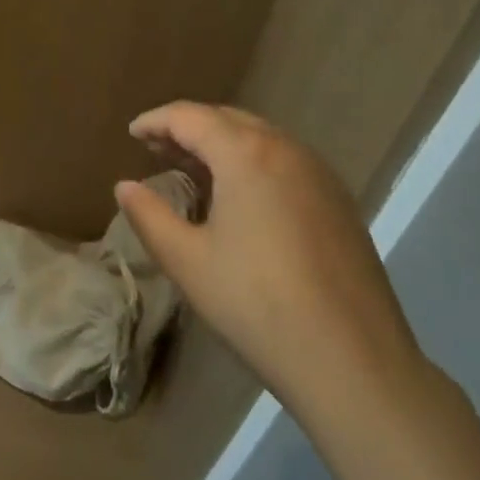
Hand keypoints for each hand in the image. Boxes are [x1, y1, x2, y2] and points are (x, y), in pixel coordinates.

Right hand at [116, 102, 423, 410]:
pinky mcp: (338, 199)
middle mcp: (285, 148)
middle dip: (188, 128)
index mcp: (246, 154)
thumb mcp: (188, 262)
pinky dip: (252, 161)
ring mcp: (318, 172)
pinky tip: (240, 195)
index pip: (190, 116)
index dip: (156, 120)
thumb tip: (125, 186)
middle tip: (156, 148)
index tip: (132, 133)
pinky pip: (284, 160)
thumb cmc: (257, 306)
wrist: (354, 362)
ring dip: (221, 144)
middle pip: (227, 119)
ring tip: (192, 168)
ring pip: (259, 137)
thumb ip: (149, 215)